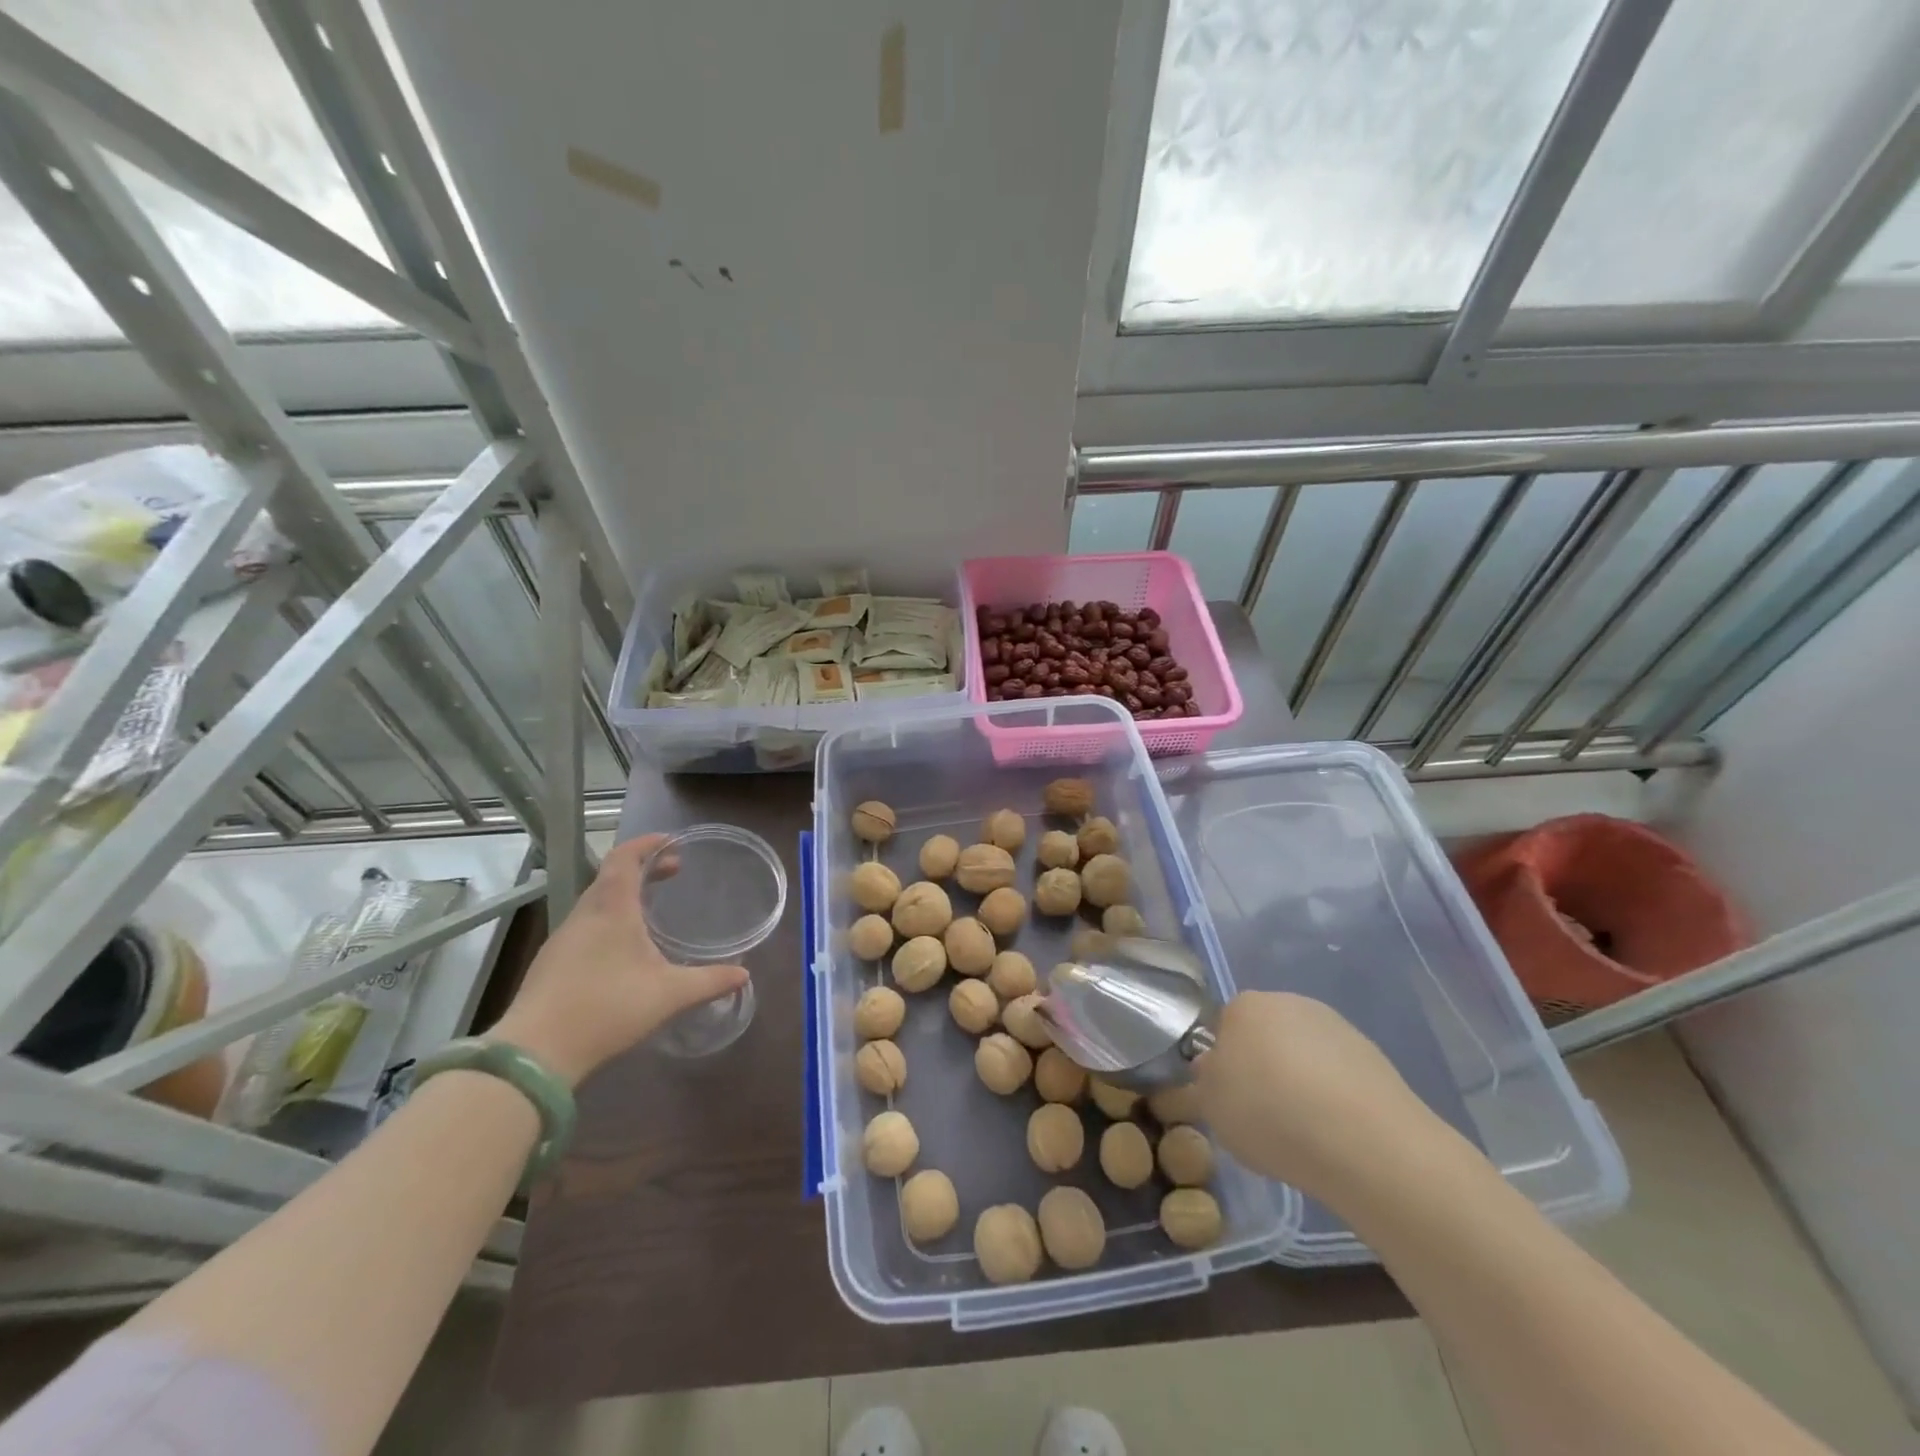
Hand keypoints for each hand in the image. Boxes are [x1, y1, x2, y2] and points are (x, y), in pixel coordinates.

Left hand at [490, 834, 747, 1085]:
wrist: (535, 1054)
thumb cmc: (607, 1009)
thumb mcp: (669, 995)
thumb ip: (709, 981)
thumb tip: (744, 975)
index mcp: (612, 908)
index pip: (625, 857)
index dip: (647, 843)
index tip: (673, 842)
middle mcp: (585, 914)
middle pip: (611, 875)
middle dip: (644, 868)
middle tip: (674, 872)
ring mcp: (563, 938)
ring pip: (597, 900)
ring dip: (625, 893)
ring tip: (652, 908)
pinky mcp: (551, 963)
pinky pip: (586, 924)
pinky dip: (609, 918)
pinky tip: (623, 947)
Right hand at [1195, 992, 1441, 1200]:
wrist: (1362, 1141)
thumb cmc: (1270, 1113)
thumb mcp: (1212, 1106)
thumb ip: (1206, 1081)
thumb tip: (1214, 1068)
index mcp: (1244, 1006)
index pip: (1224, 1027)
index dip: (1225, 1064)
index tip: (1230, 1098)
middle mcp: (1289, 1002)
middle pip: (1266, 1035)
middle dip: (1264, 1067)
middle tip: (1264, 1115)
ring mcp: (1336, 1026)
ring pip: (1304, 1054)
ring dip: (1300, 1082)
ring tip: (1304, 1132)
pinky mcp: (1374, 1056)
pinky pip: (1338, 1075)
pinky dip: (1333, 1097)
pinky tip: (1336, 1133)